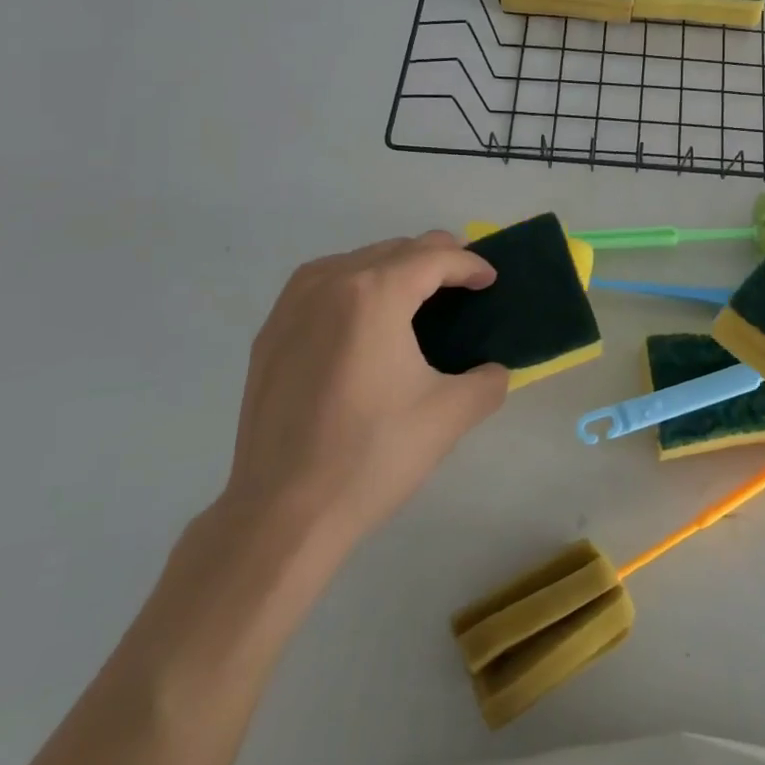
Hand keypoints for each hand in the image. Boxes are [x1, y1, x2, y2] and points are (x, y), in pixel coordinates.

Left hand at [213, 232, 508, 567]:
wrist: (281, 515)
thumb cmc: (371, 456)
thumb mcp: (450, 415)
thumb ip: (488, 381)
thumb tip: (494, 371)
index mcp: (375, 294)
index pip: (434, 257)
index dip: (470, 264)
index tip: (491, 280)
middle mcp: (329, 284)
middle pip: (395, 249)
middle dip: (436, 258)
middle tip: (463, 284)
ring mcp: (292, 307)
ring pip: (356, 260)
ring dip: (393, 266)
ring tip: (417, 294)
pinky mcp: (270, 334)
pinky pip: (320, 284)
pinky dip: (353, 283)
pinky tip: (363, 316)